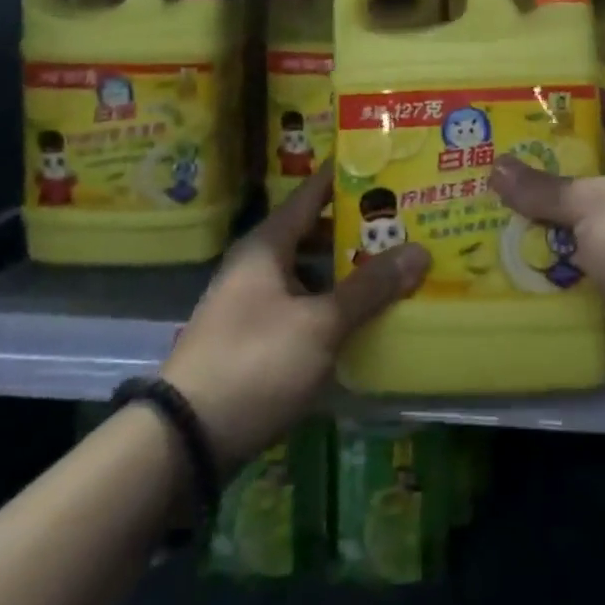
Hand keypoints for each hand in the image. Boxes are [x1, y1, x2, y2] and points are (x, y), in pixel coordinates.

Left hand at [163, 164, 428, 468]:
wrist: (185, 440)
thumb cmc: (255, 362)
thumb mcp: (320, 324)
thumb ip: (369, 287)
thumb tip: (420, 251)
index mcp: (267, 245)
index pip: (312, 193)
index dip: (347, 176)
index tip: (386, 163)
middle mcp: (257, 265)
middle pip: (314, 232)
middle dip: (357, 228)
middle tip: (407, 219)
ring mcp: (254, 303)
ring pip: (310, 272)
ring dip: (347, 270)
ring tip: (396, 264)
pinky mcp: (256, 339)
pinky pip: (304, 306)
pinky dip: (333, 304)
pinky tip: (365, 315)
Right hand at [489, 94, 604, 403]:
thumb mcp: (596, 205)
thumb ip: (546, 187)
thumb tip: (496, 168)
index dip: (585, 101)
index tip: (538, 95)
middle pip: (591, 169)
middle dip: (547, 162)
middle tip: (497, 148)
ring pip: (578, 218)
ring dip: (540, 214)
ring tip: (488, 195)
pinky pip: (574, 260)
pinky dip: (545, 257)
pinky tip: (503, 247)